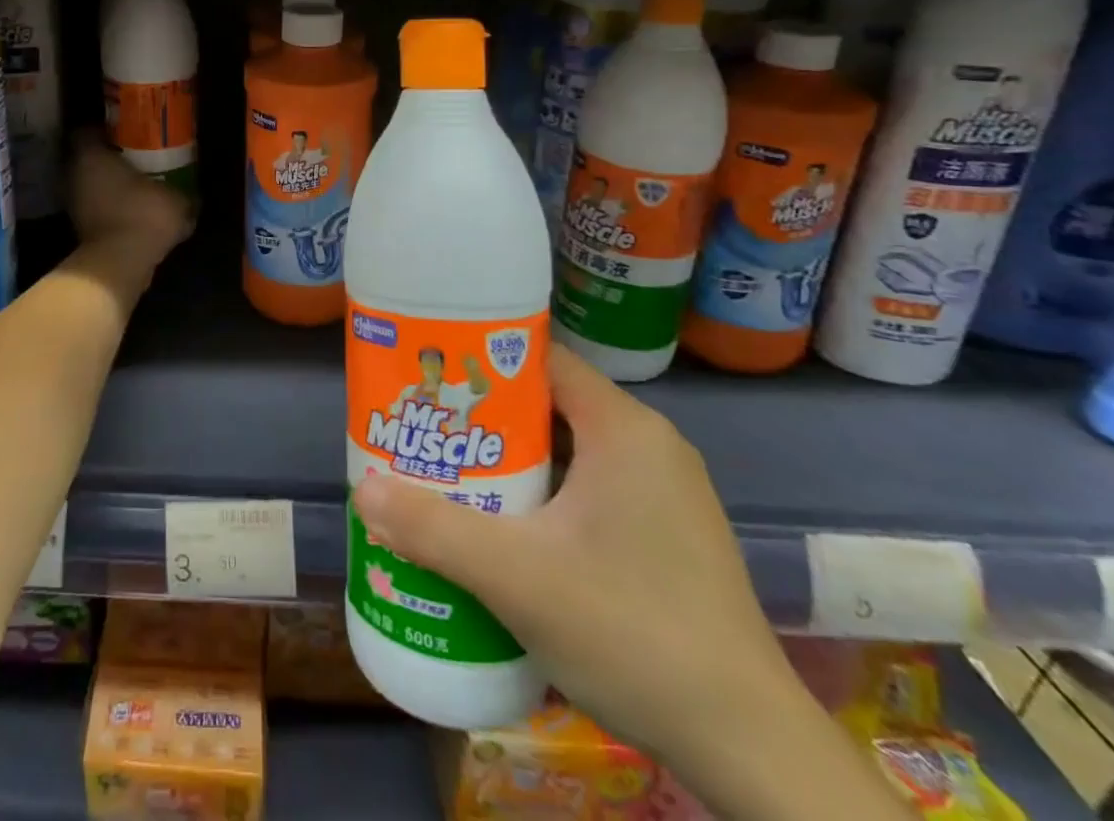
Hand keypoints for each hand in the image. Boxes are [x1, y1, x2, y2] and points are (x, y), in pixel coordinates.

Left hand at [67, 133, 191, 266]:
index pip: (87, 132)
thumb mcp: (176, 200)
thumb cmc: (143, 214)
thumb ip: (182, 194)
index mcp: (91, 155)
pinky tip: (131, 211)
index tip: (125, 133)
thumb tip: (193, 198)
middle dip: (107, 158)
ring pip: (88, 184)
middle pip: (86, 158)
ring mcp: (73, 203)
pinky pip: (94, 208)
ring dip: (106, 185)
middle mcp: (74, 175)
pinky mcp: (78, 228)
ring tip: (135, 186)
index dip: (105, 130)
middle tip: (134, 158)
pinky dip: (108, 208)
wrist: (119, 263)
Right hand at [351, 346, 808, 773]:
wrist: (752, 755)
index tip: (426, 372)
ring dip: (507, 461)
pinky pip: (586, 489)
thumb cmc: (635, 634)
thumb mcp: (518, 578)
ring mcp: (660, 493)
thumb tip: (361, 489)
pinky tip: (501, 528)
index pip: (538, 359)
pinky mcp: (662, 536)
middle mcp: (647, 446)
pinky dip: (539, 496)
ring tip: (446, 474)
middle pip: (546, 405)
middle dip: (481, 417)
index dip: (478, 359)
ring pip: (564, 451)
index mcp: (623, 429)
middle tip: (422, 428)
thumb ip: (433, 529)